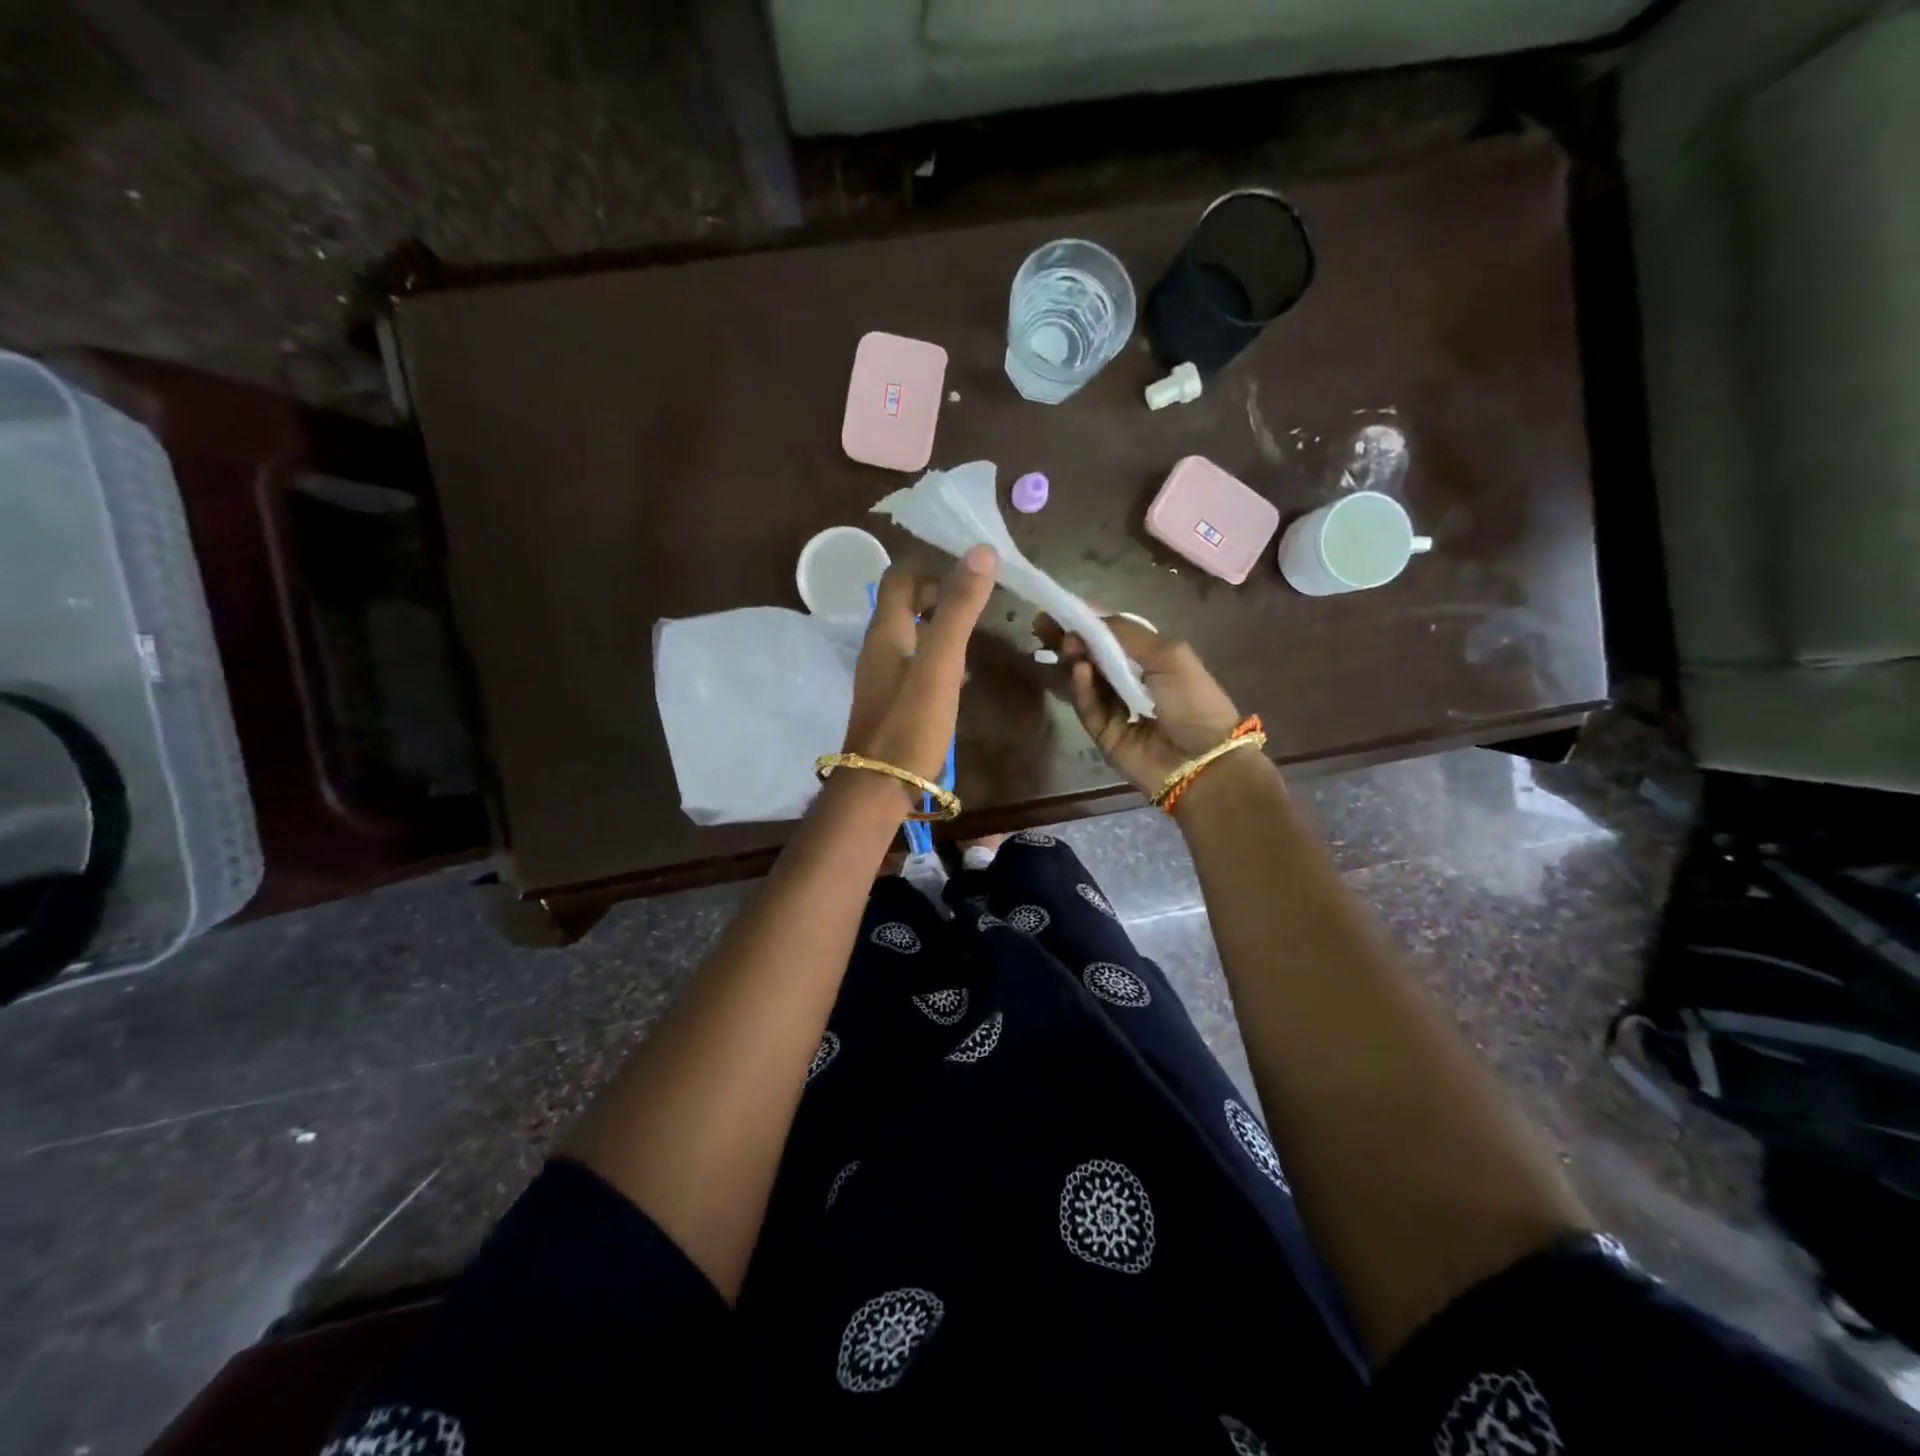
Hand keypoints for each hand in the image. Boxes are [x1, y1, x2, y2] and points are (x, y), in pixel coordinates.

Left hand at [842, 545, 997, 788]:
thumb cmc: (910, 723)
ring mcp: (884, 675)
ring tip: (978, 630)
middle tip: (980, 599)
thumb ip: (959, 609)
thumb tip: (980, 551)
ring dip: (941, 625)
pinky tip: (962, 674)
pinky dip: (939, 656)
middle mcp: (879, 646)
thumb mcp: (940, 663)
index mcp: (886, 630)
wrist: (880, 787)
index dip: (932, 565)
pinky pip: (916, 664)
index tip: (970, 570)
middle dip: (940, 593)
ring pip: (912, 634)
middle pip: (905, 603)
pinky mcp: (893, 700)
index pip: (900, 575)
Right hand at [1036, 613, 1242, 796]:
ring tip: (1067, 644)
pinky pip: (1088, 707)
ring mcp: (1115, 709)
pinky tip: (1079, 670)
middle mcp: (1131, 681)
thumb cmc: (1193, 700)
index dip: (1088, 622)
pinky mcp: (1103, 734)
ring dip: (1075, 660)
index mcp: (1151, 659)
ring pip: (1085, 680)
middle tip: (1045, 624)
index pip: (1112, 636)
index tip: (1061, 609)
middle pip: (1092, 657)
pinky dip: (1082, 688)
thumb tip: (1089, 617)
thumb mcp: (1168, 654)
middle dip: (1070, 640)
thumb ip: (1127, 633)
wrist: (1204, 760)